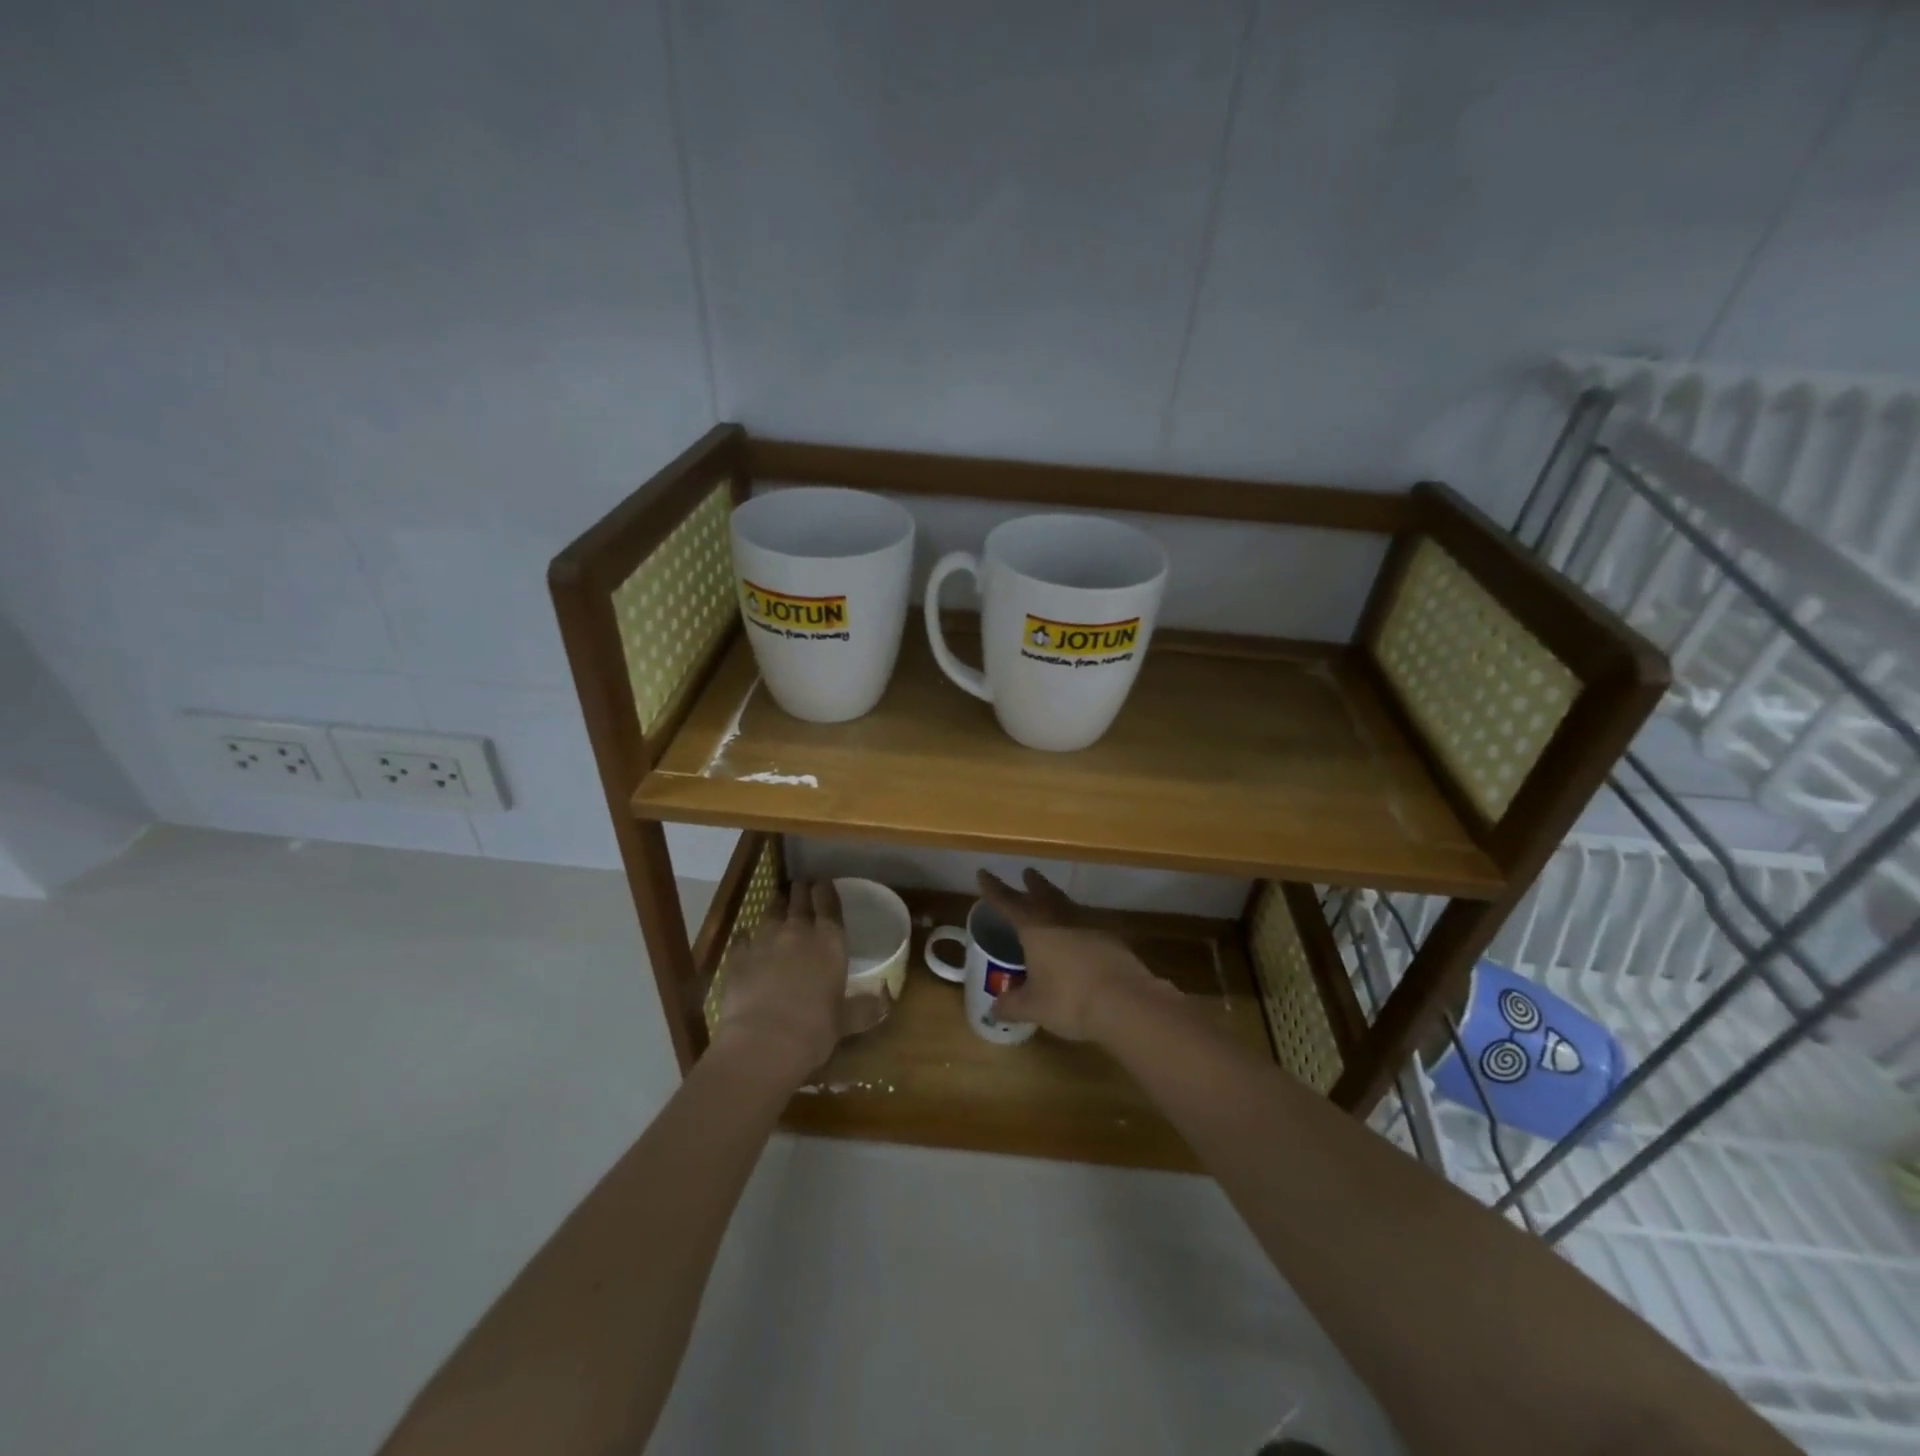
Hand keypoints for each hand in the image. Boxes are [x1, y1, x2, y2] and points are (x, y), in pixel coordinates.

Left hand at [709, 880, 889, 1086]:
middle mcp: (797, 932)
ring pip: (770, 913)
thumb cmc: (815, 1030)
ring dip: (776, 907)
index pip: (829, 905)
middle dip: (801, 891)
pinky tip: (745, 938)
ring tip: (777, 904)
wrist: (764, 1043)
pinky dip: (745, 937)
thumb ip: (864, 1008)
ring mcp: (764, 941)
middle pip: (799, 900)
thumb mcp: (847, 1021)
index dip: (826, 890)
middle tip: (801, 885)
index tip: (823, 881)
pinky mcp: (737, 957)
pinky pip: (741, 939)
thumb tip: (885, 1003)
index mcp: (829, 942)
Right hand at [977, 869, 1176, 1040]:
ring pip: (1068, 905)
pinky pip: (1088, 925)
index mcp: (1035, 928)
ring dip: (1057, 900)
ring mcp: (1090, 926)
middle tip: (1027, 872)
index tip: (984, 872)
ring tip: (1052, 900)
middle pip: (1044, 894)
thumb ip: (1012, 1005)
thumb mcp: (1034, 1007)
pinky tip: (1079, 938)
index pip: (1008, 902)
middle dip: (1033, 884)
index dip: (994, 889)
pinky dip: (1078, 926)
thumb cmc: (1070, 1000)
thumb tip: (994, 1009)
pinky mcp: (1112, 940)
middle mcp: (1061, 919)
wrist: (1126, 1002)